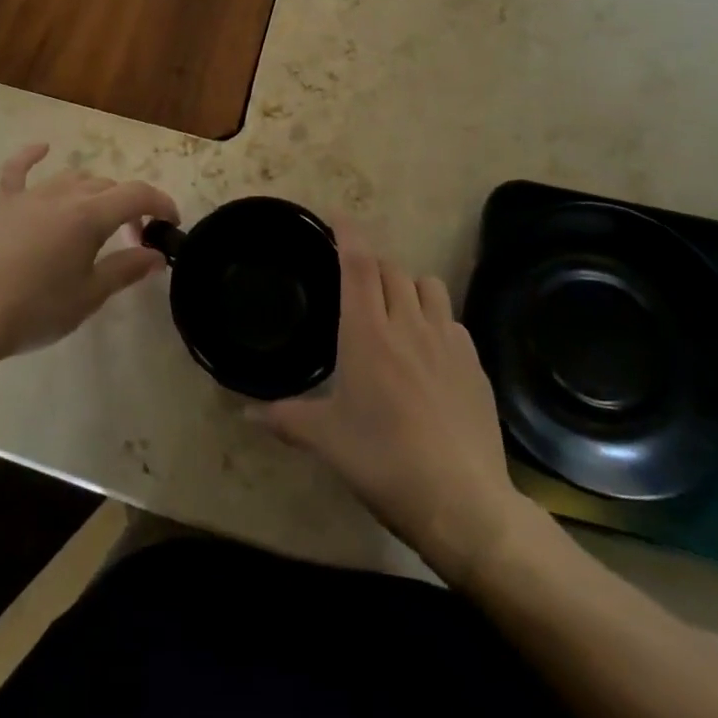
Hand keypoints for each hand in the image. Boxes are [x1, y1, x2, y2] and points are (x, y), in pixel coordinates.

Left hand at [0, 144, 178, 362]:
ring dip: (93, 192)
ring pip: (72, 179)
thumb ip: (126, 268)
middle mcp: (63, 194)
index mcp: (89, 215)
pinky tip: (42, 148)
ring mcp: (29, 196)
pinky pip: (17, 170)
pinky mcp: (2, 204)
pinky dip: (31, 156)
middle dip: (128, 207)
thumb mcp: (90, 295)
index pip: (137, 195)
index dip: (161, 204)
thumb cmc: (37, 310)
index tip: (171, 224)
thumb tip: (156, 255)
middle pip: (106, 187)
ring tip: (98, 220)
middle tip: (133, 240)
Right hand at [254, 236, 545, 587]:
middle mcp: (408, 324)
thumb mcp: (326, 440)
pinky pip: (452, 321)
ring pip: (428, 285)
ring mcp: (447, 341)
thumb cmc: (384, 461)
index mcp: (367, 332)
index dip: (348, 232)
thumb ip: (284, 418)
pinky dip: (435, 319)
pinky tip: (428, 350)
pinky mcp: (474, 364)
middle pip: (391, 268)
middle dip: (372, 263)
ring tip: (395, 308)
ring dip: (408, 284)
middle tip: (355, 279)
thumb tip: (243, 414)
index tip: (337, 215)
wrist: (463, 502)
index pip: (358, 263)